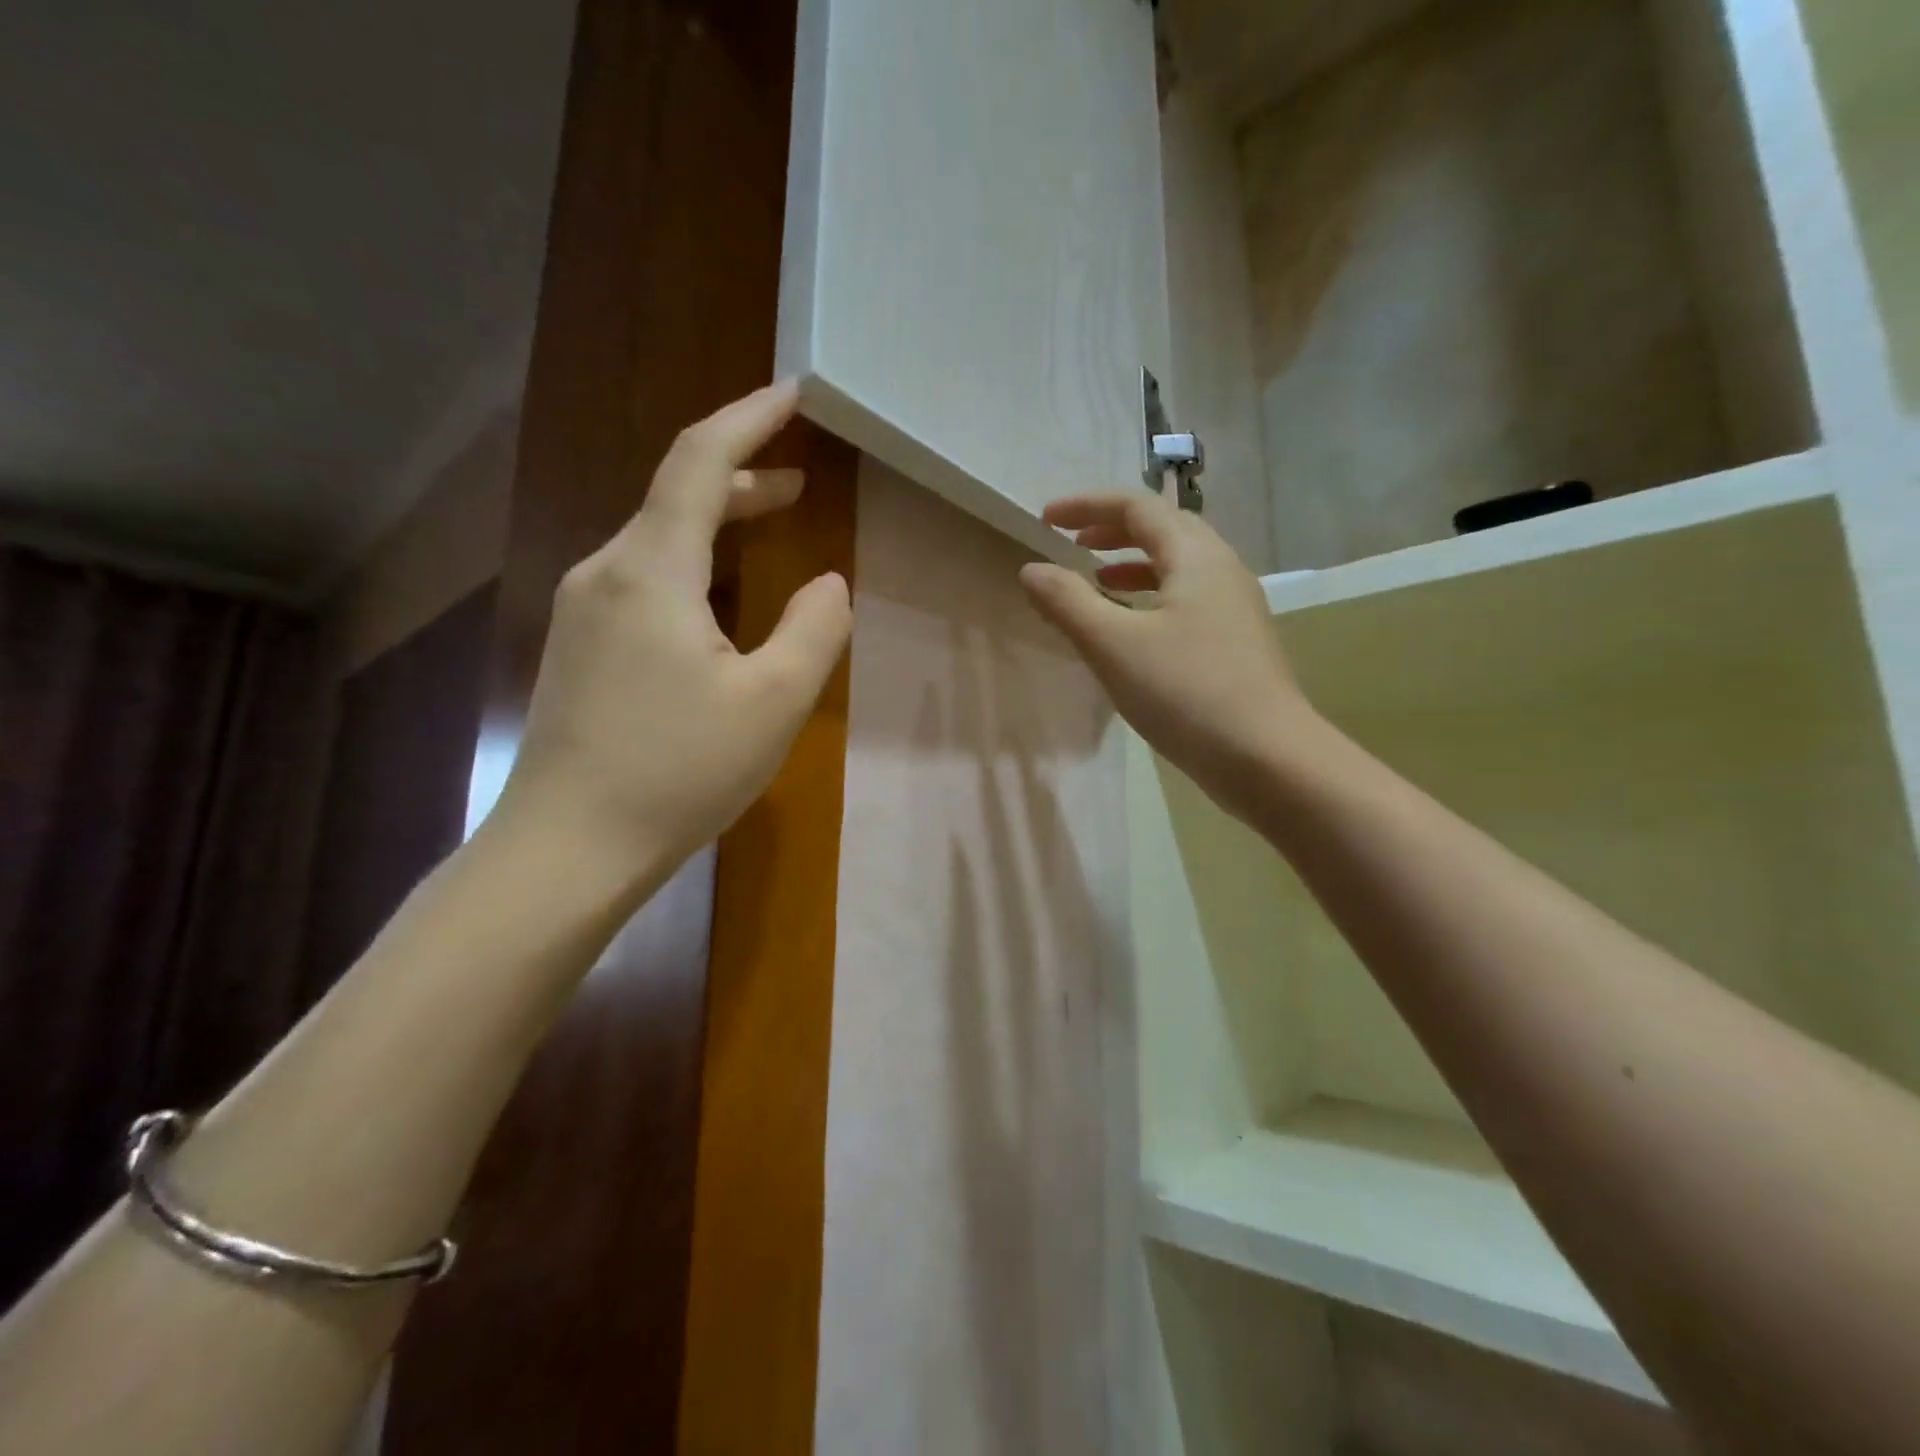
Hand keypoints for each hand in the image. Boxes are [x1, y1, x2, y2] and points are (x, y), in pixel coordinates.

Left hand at [491, 380, 850, 894]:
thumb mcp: (773, 701)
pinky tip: (719, 598)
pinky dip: (692, 564)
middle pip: (675, 495)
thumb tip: (827, 583)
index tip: (794, 393)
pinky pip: (643, 580)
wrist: (567, 849)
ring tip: (772, 524)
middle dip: (742, 475)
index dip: (749, 419)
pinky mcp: (579, 649)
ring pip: (658, 540)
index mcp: (651, 570)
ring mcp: (583, 611)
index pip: (698, 461)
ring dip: (717, 522)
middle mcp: (606, 573)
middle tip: (800, 480)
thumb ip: (814, 629)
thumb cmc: (677, 772)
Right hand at [1019, 492, 1313, 817]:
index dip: (1087, 506)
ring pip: (1177, 567)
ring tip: (1096, 582)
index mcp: (1195, 556)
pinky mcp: (1236, 643)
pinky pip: (1186, 601)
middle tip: (1072, 544)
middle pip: (1163, 529)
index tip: (1046, 520)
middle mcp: (1221, 570)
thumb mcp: (1113, 645)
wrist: (1268, 758)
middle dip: (1112, 530)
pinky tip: (1132, 632)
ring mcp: (1234, 608)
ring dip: (1132, 565)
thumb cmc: (1186, 693)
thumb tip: (1032, 569)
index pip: (1136, 507)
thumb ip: (1067, 602)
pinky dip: (1150, 600)